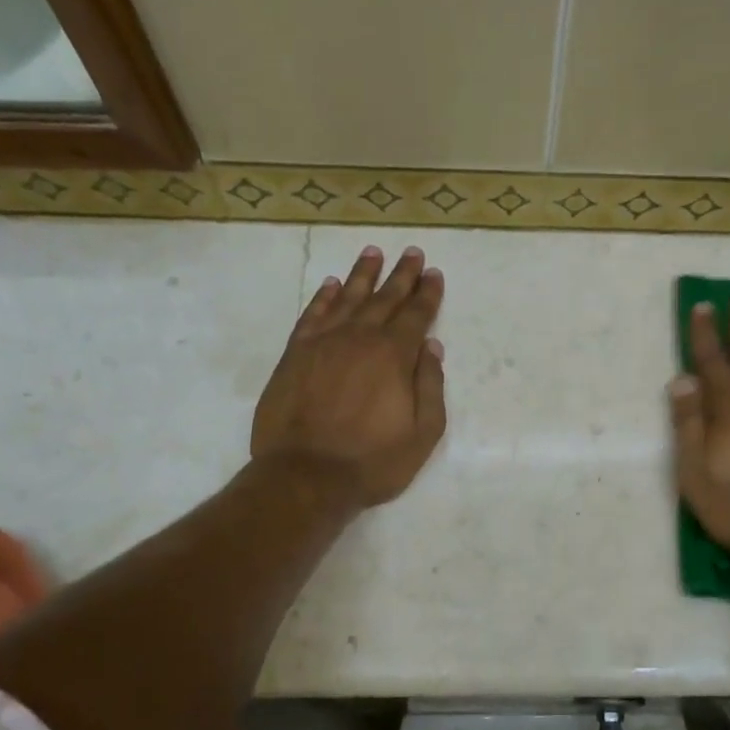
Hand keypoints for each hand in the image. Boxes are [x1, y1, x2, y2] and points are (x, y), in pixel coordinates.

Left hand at [252, 245, 446, 507]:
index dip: (428, 294)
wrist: (304, 476)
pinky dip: (324, 297)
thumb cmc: (372, 461)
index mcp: (394, 356)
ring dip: (363, 274)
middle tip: (412, 253)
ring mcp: (323, 343)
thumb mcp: (422, 433)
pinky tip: (332, 285)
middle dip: (402, 275)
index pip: (416, 315)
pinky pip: (312, 315)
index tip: (434, 273)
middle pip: (384, 298)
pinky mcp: (295, 355)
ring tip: (373, 252)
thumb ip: (430, 386)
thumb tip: (432, 348)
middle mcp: (360, 339)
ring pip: (348, 298)